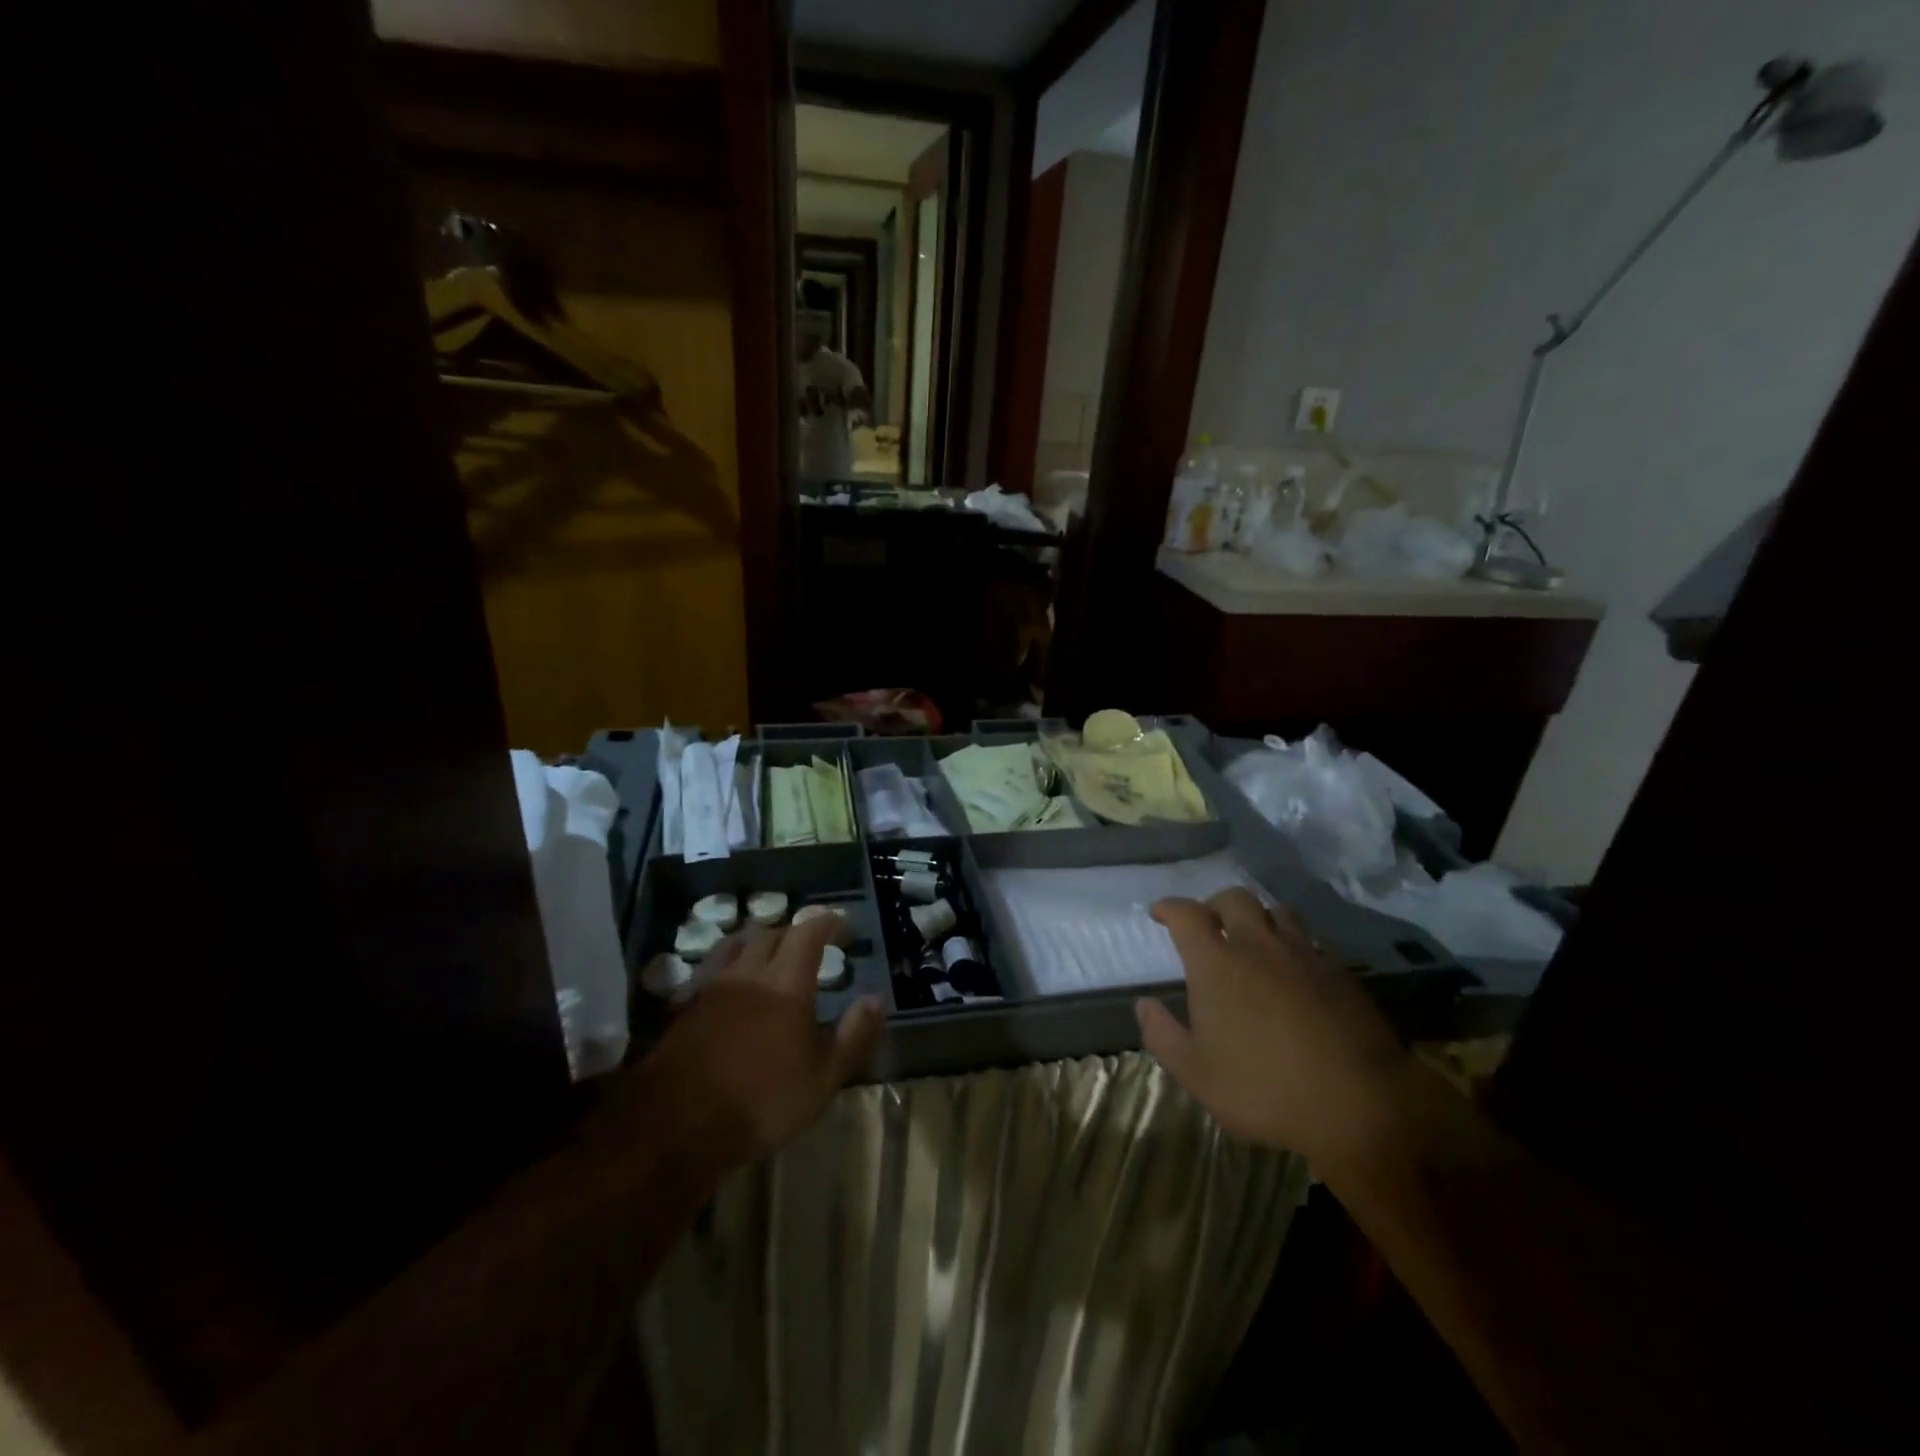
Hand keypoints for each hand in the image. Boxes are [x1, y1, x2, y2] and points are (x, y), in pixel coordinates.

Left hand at [639, 913, 882, 1169]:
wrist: (676, 1125)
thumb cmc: (761, 1101)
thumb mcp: (823, 1078)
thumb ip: (854, 1034)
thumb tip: (877, 998)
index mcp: (786, 983)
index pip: (808, 933)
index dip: (827, 922)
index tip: (843, 926)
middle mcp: (748, 973)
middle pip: (771, 933)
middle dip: (794, 932)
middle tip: (810, 946)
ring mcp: (712, 987)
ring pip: (737, 945)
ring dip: (758, 942)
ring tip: (770, 955)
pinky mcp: (686, 1006)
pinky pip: (712, 968)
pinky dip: (729, 965)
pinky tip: (732, 985)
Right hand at [1137, 889, 1413, 1171]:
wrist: (1359, 1105)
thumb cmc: (1264, 1089)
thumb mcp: (1197, 1074)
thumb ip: (1162, 1034)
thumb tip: (1143, 1003)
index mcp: (1216, 964)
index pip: (1186, 914)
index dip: (1169, 908)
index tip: (1159, 914)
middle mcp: (1257, 945)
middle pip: (1234, 899)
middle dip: (1214, 905)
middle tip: (1208, 925)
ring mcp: (1303, 954)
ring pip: (1277, 911)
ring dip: (1258, 917)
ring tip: (1253, 939)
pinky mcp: (1340, 971)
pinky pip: (1312, 938)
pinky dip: (1295, 940)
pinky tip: (1295, 964)